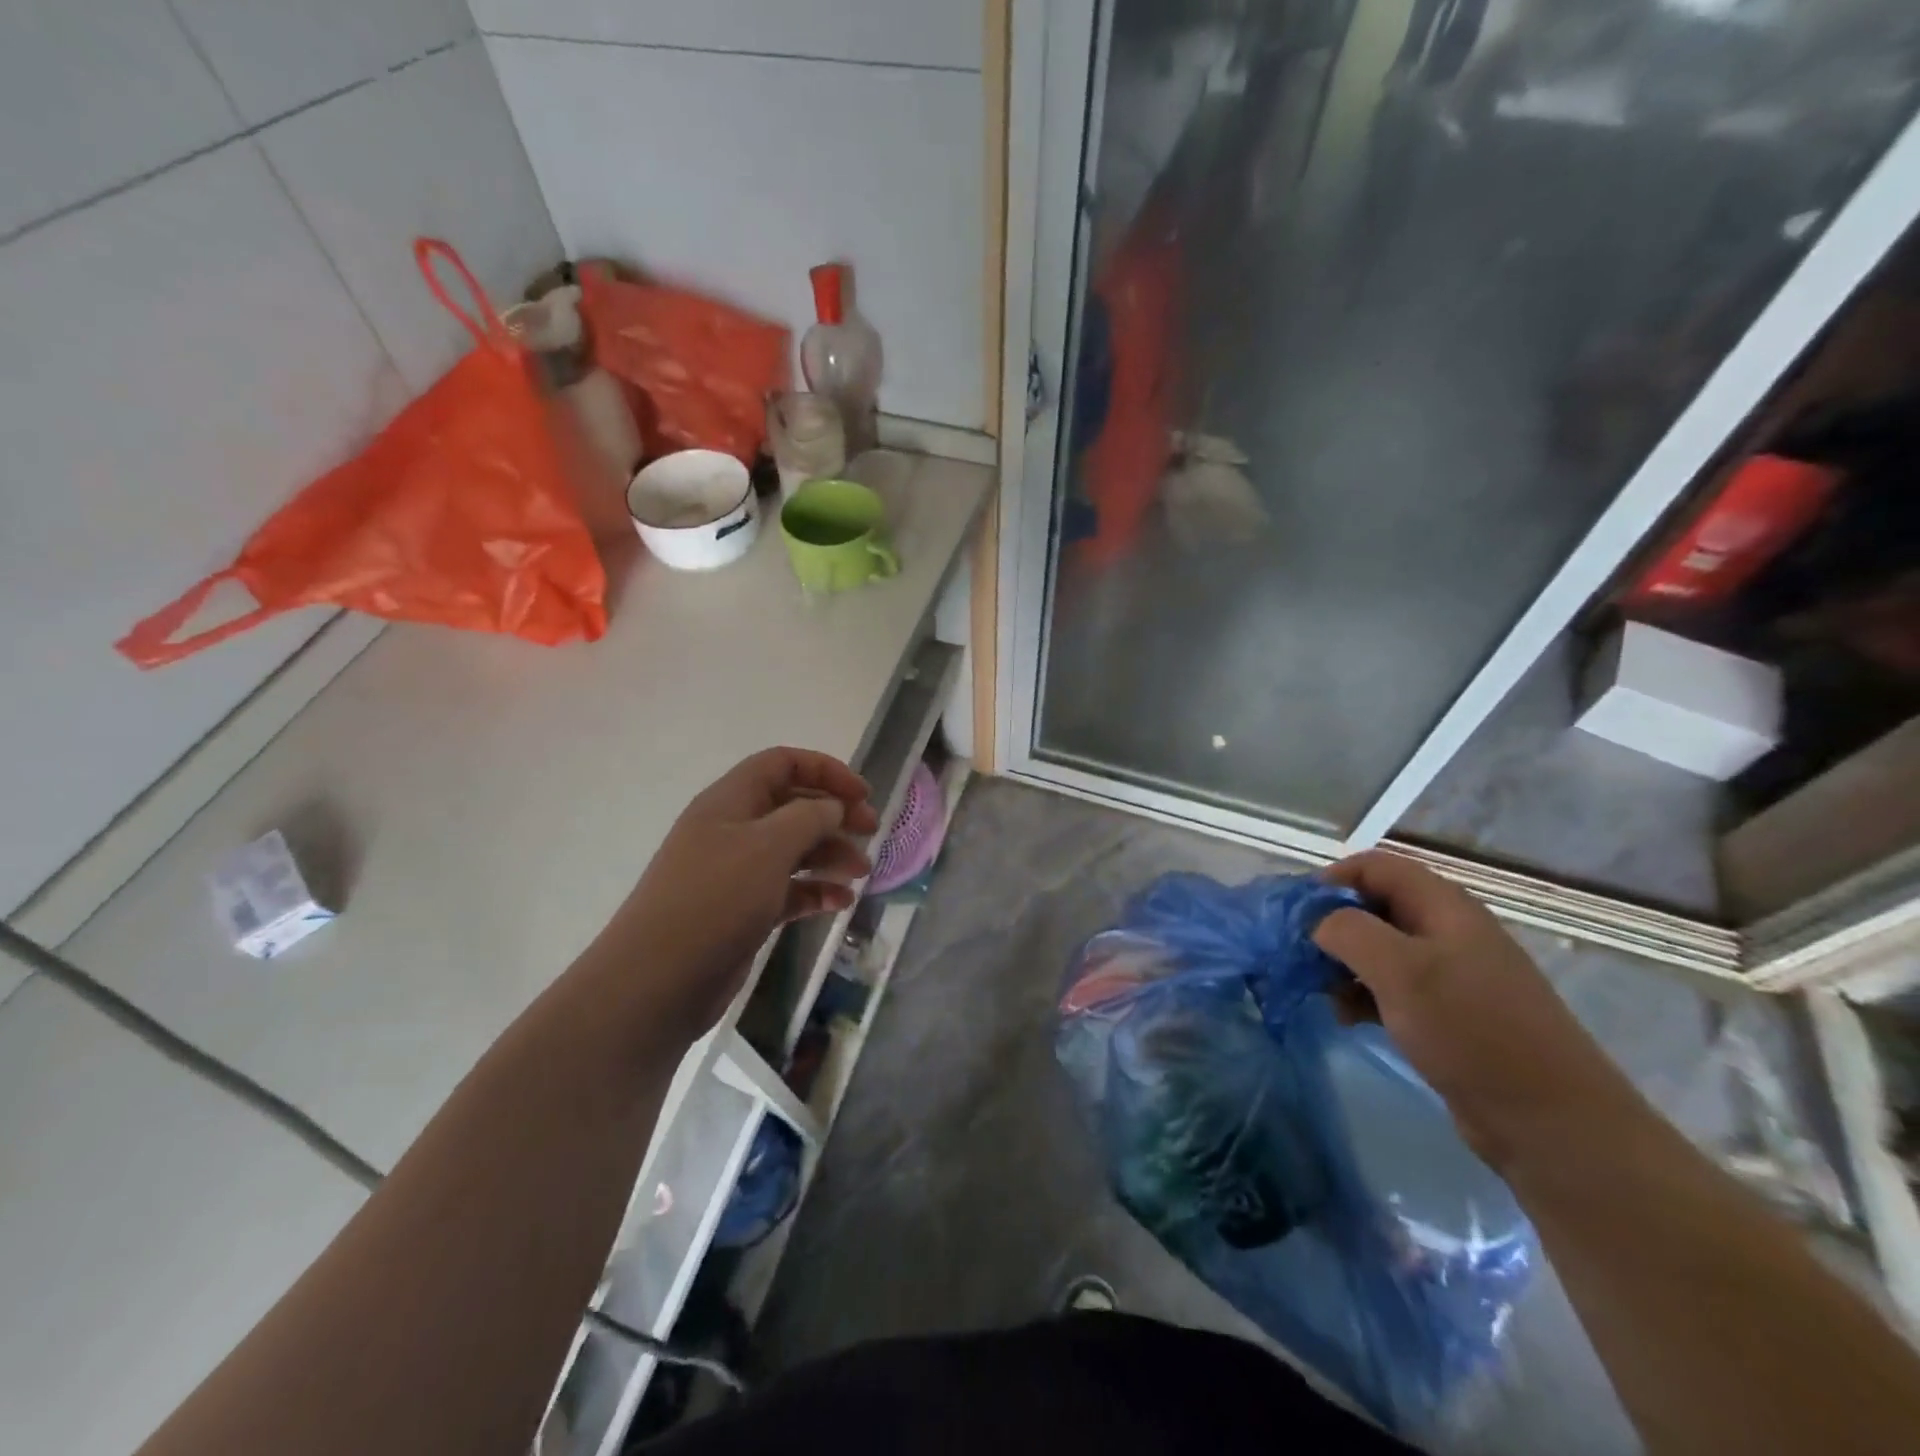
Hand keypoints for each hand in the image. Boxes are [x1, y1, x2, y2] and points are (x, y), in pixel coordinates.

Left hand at [587, 748, 879, 1042]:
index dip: (826, 770)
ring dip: (830, 855)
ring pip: (793, 850)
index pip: (782, 763)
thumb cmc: (716, 898)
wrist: (657, 981)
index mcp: (731, 800)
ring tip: (860, 873)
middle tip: (871, 832)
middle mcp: (732, 829)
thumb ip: (809, 817)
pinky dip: (815, 891)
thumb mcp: (769, 846)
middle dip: (835, 814)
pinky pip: (787, 890)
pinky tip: (840, 903)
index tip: (863, 795)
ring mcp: (735, 872)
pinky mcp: (742, 910)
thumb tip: (833, 807)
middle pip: (792, 806)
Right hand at [1313, 851, 1643, 1171]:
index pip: (1375, 866)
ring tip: (1318, 991)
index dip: (1331, 879)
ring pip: (1378, 949)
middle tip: (1298, 953)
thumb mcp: (1401, 971)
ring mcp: (1449, 974)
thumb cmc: (1472, 1031)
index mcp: (1443, 906)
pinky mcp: (1447, 1014)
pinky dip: (1361, 995)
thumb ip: (1348, 931)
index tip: (1296, 913)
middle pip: (1373, 906)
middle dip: (1331, 925)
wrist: (1551, 1122)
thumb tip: (1316, 921)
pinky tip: (1344, 1018)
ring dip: (1342, 963)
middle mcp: (1446, 931)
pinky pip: (1391, 988)